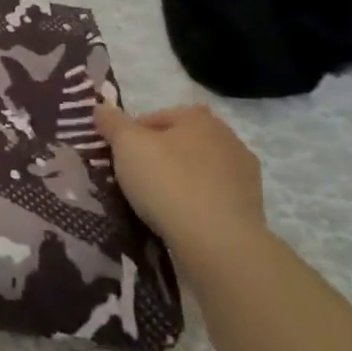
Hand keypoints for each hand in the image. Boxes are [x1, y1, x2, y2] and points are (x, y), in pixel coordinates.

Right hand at [94, 100, 264, 260]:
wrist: (218, 242)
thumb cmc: (168, 182)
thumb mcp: (126, 145)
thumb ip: (112, 122)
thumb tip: (100, 108)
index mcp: (198, 118)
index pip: (153, 118)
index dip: (130, 135)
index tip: (117, 157)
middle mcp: (227, 137)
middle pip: (178, 142)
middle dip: (157, 155)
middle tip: (134, 178)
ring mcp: (244, 173)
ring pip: (197, 169)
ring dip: (179, 179)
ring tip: (155, 202)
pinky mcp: (251, 205)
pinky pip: (212, 195)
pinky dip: (196, 202)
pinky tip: (180, 218)